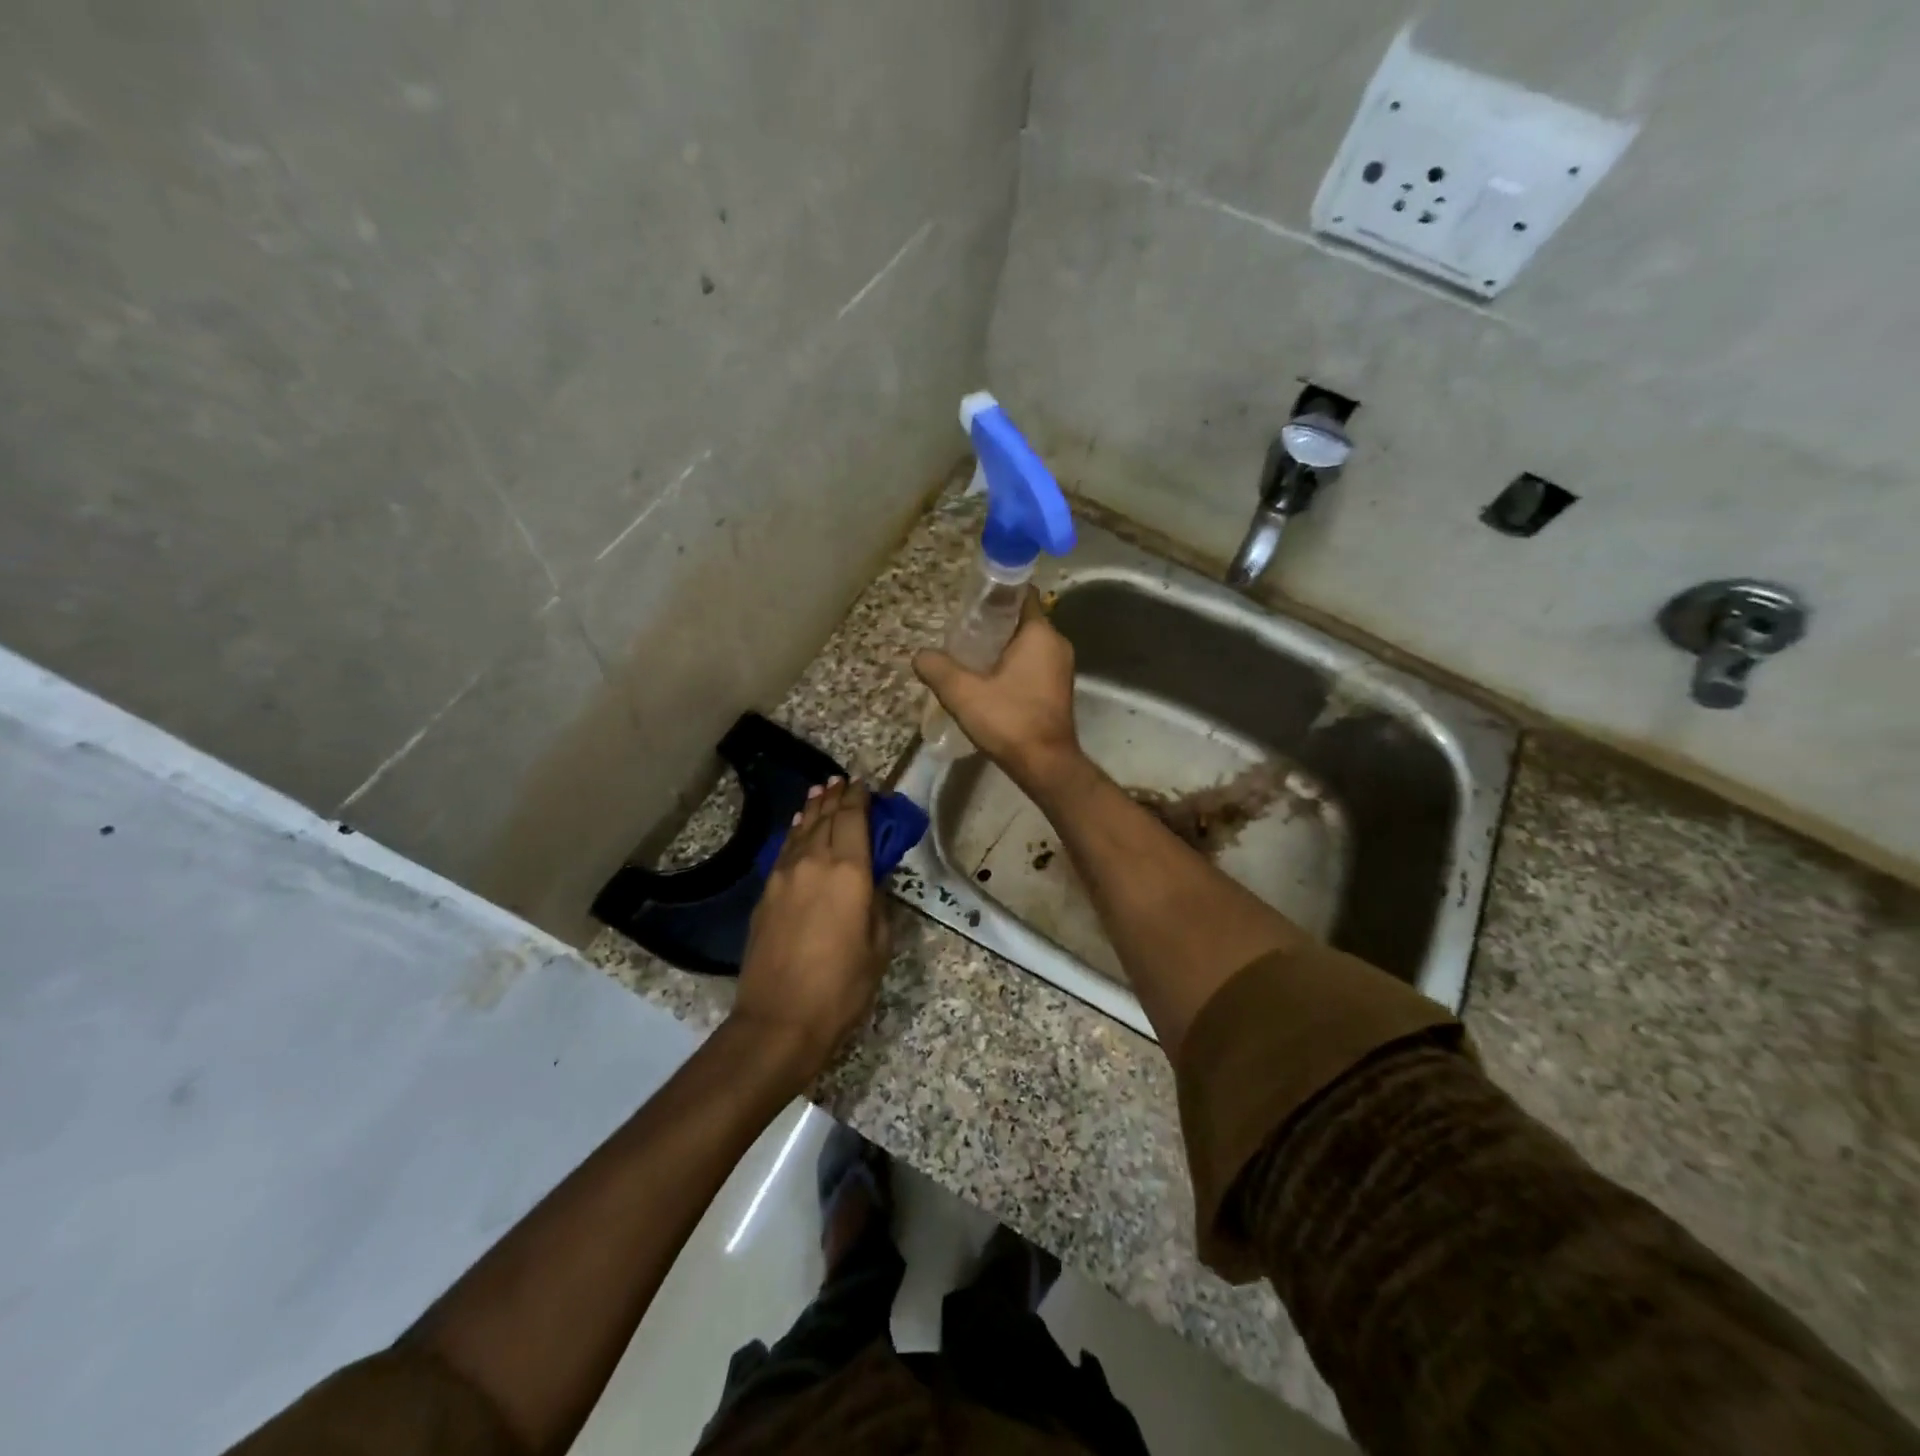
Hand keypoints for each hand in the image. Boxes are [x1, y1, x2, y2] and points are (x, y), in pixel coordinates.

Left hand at [732, 778, 889, 1084]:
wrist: (779, 1020)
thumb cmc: (841, 987)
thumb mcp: (878, 946)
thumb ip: (876, 904)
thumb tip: (870, 882)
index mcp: (849, 872)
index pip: (854, 820)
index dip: (859, 798)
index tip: (864, 784)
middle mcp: (814, 863)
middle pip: (825, 819)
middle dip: (836, 797)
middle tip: (843, 781)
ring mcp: (784, 877)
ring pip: (801, 831)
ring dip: (812, 809)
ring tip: (820, 791)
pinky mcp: (766, 895)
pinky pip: (784, 851)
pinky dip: (794, 833)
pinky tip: (797, 827)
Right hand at [913, 590, 1085, 793]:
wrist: (1045, 765)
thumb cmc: (1009, 721)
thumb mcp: (963, 693)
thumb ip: (938, 668)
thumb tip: (919, 655)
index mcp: (1040, 633)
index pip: (1020, 594)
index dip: (994, 593)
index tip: (969, 602)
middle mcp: (1056, 644)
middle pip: (1020, 620)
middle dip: (991, 624)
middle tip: (960, 634)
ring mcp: (1061, 668)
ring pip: (1026, 645)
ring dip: (1000, 648)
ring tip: (968, 658)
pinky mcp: (1057, 689)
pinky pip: (1032, 665)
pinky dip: (1011, 666)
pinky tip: (986, 681)